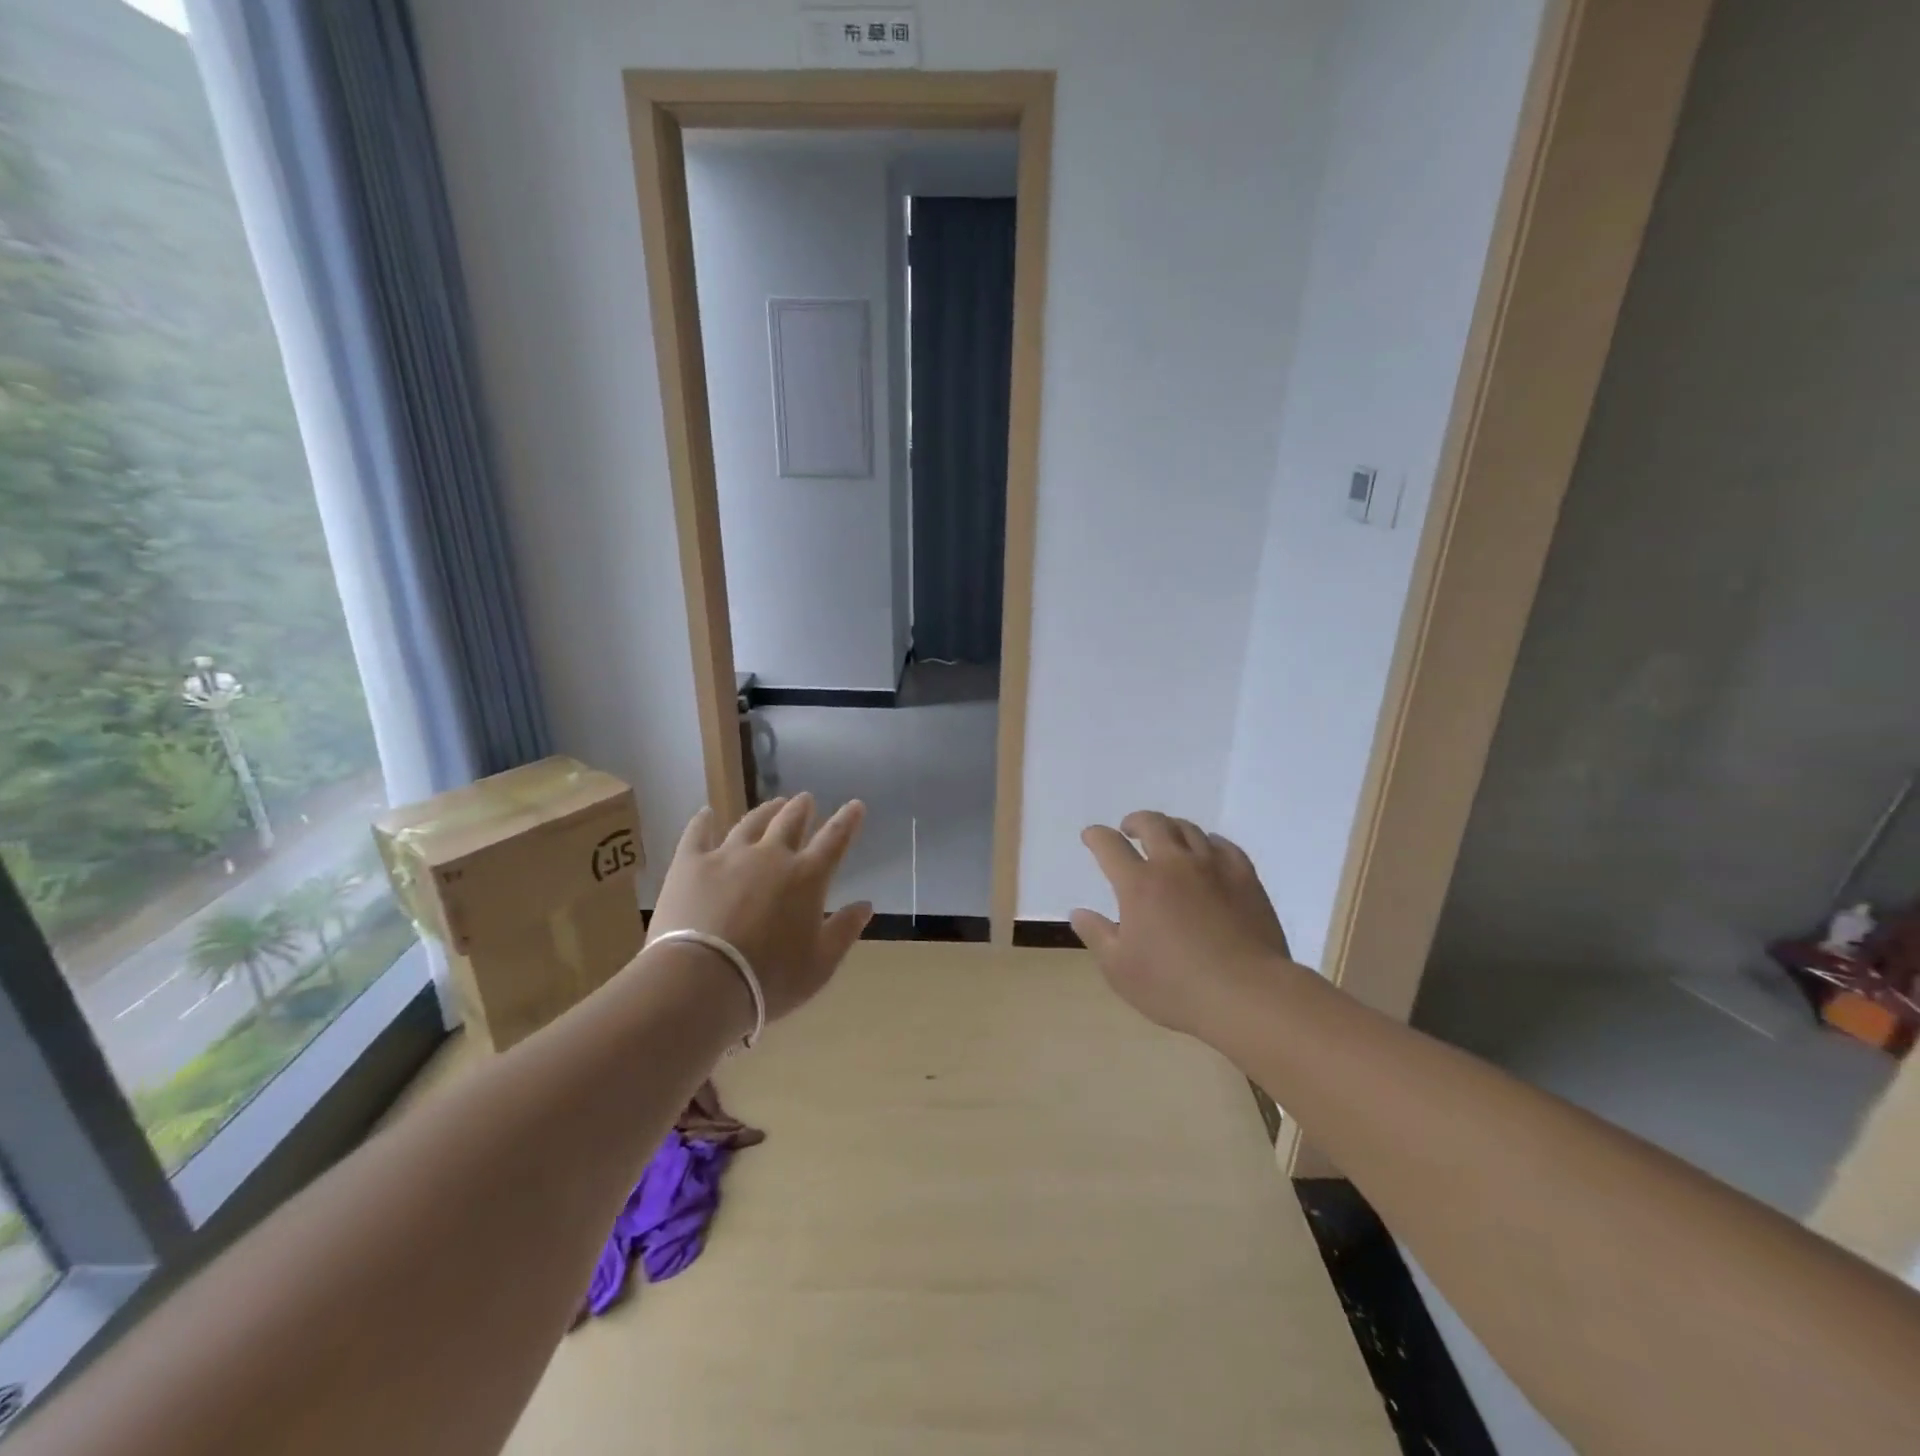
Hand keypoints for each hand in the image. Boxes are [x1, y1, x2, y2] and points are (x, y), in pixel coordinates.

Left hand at [648, 794, 871, 1021]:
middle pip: (790, 821)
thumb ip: (844, 931)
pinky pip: (698, 834)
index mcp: (807, 877)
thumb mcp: (820, 965)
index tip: (855, 805)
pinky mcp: (690, 864)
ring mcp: (728, 855)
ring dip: (765, 811)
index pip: (834, 839)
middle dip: (802, 808)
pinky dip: (704, 821)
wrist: (700, 982)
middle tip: (806, 800)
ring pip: (751, 822)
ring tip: (773, 804)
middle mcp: (771, 856)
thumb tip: (866, 905)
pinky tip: (706, 813)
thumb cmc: (769, 980)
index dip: (847, 820)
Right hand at [1072, 811, 1292, 1037]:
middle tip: (1129, 829)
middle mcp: (1174, 864)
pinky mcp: (1245, 877)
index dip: (1096, 837)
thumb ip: (1096, 935)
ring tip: (1166, 838)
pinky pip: (1224, 846)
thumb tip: (1078, 912)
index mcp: (1138, 884)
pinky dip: (1208, 842)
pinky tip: (1207, 852)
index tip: (1091, 837)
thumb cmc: (1175, 987)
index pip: (1110, 846)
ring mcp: (1213, 867)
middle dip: (1135, 821)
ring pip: (1188, 829)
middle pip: (1152, 824)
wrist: (1247, 994)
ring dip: (1170, 828)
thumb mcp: (1120, 970)